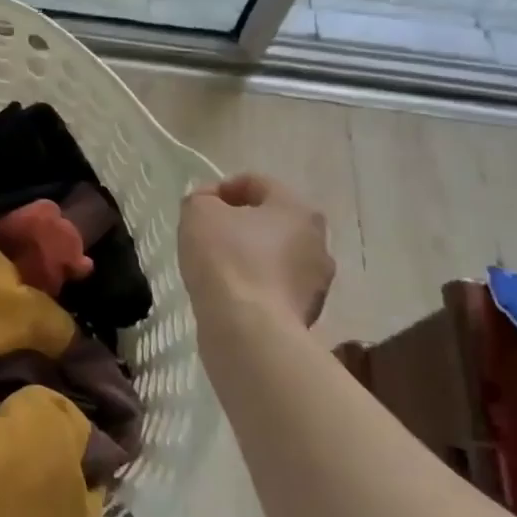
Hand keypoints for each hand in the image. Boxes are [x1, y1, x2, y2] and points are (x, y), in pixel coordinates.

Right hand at [179, 173, 334, 330]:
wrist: (249, 332)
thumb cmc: (226, 259)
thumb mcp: (198, 212)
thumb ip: (201, 199)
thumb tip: (209, 204)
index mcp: (297, 209)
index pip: (257, 183)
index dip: (221, 188)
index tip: (198, 206)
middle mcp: (318, 242)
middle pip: (271, 221)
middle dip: (239, 224)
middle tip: (207, 235)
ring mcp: (317, 283)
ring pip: (275, 256)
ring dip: (249, 256)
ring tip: (216, 268)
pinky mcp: (308, 315)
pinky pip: (275, 288)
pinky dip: (254, 286)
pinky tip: (230, 294)